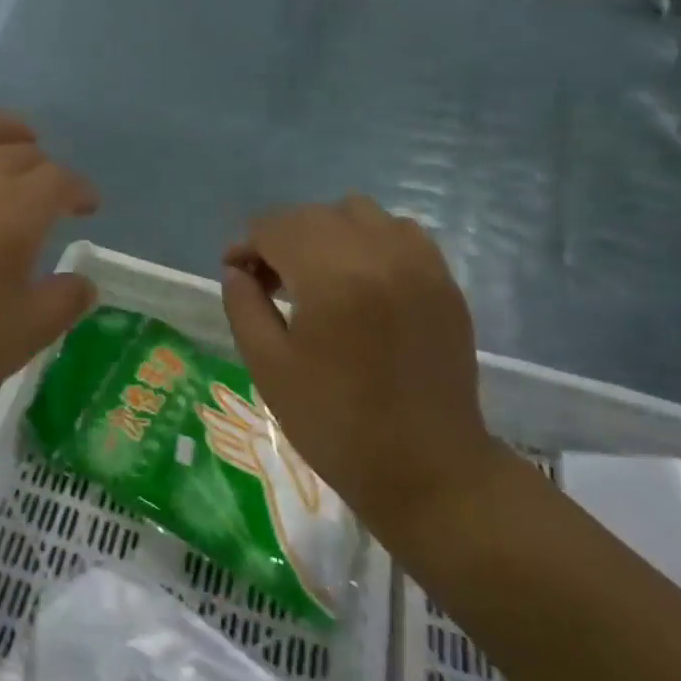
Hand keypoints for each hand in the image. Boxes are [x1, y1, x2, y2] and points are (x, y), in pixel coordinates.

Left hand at [0, 107, 98, 456]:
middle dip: (45, 170)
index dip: (80, 190)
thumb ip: (62, 302)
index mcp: (11, 210)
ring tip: (10, 148)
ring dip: (0, 132)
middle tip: (50, 198)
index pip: (58, 180)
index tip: (88, 207)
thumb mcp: (20, 339)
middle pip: (18, 152)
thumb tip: (82, 281)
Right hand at [220, 198, 498, 542]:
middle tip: (268, 281)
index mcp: (331, 276)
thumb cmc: (334, 422)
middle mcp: (378, 253)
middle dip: (280, 238)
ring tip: (315, 275)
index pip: (275, 227)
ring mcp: (419, 263)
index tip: (237, 275)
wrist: (426, 467)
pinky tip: (360, 279)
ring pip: (358, 212)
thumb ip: (243, 305)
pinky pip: (399, 231)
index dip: (246, 245)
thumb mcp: (268, 366)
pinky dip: (370, 240)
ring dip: (325, 232)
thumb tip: (236, 269)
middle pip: (313, 215)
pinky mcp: (444, 280)